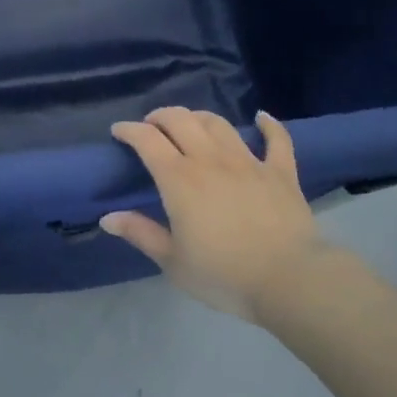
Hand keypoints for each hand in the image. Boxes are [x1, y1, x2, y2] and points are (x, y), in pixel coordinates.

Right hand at [101, 109, 324, 321]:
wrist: (289, 280)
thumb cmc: (223, 275)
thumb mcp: (173, 261)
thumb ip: (140, 233)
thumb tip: (108, 218)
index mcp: (179, 180)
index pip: (147, 140)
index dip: (129, 130)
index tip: (119, 131)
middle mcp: (210, 160)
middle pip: (181, 120)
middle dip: (160, 116)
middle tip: (151, 126)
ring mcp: (248, 162)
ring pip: (219, 124)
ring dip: (199, 117)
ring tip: (191, 124)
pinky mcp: (280, 172)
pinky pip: (276, 139)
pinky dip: (268, 125)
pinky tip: (261, 118)